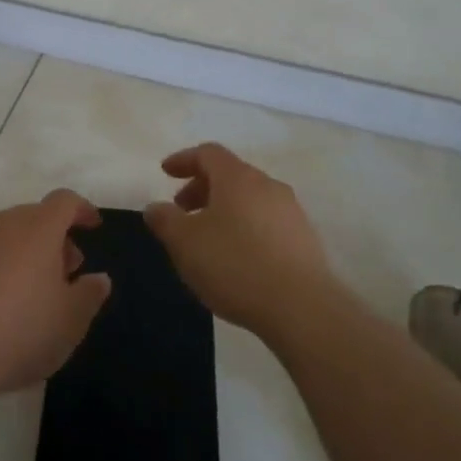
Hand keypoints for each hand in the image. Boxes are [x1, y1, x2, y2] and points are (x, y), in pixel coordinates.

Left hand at [0, 189, 112, 403]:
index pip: (65, 202)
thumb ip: (89, 295)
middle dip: (51, 239)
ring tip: (22, 292)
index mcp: (37, 229)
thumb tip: (99, 278)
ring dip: (16, 253)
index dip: (82, 210)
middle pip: (32, 218)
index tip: (92, 226)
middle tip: (62, 273)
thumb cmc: (20, 333)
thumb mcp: (70, 322)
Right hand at [144, 143, 332, 336]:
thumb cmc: (235, 265)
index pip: (208, 153)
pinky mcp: (305, 239)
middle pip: (230, 174)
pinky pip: (266, 221)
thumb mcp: (185, 243)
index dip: (184, 159)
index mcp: (237, 177)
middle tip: (181, 210)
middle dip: (201, 187)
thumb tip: (155, 207)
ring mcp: (291, 211)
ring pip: (250, 199)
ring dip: (224, 209)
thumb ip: (165, 220)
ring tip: (208, 237)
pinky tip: (237, 257)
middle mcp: (267, 185)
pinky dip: (245, 227)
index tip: (165, 172)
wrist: (302, 308)